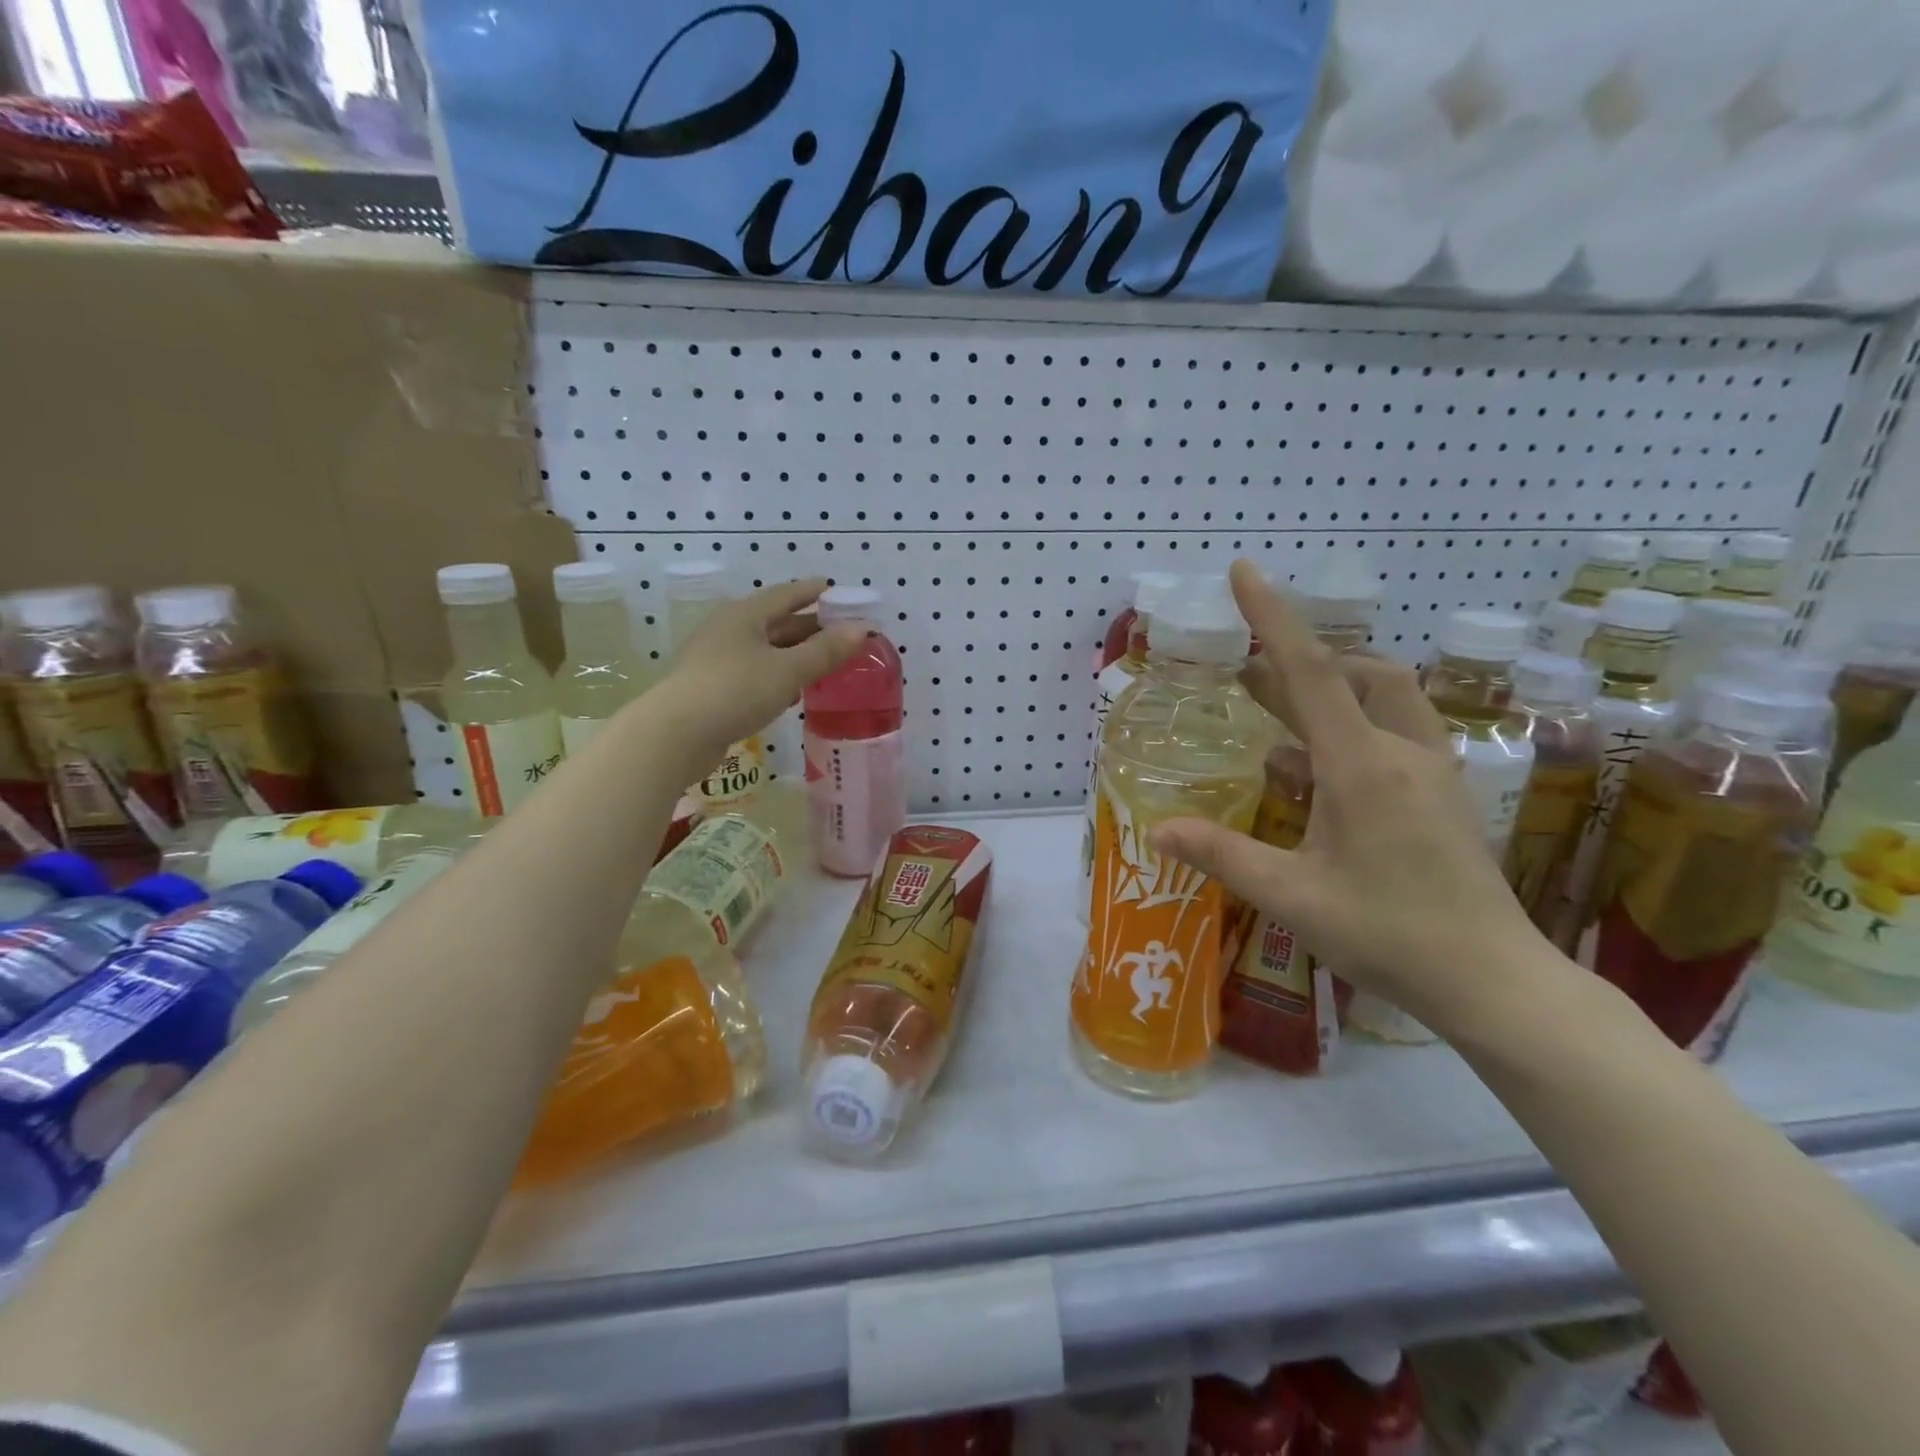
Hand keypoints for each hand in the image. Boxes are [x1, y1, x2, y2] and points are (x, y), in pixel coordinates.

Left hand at [660, 578, 863, 760]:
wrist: (676, 735)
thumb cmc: (736, 691)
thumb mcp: (788, 670)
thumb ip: (826, 651)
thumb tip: (862, 629)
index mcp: (745, 615)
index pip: (786, 594)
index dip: (812, 592)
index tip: (836, 590)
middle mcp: (728, 630)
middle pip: (776, 622)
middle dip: (809, 627)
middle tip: (842, 633)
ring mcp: (716, 660)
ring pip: (765, 650)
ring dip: (795, 654)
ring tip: (825, 662)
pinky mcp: (712, 689)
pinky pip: (754, 673)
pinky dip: (778, 676)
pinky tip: (793, 691)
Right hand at [1151, 560, 1554, 1038]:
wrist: (1494, 981)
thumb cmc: (1388, 934)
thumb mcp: (1291, 895)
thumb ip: (1222, 854)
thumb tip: (1158, 828)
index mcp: (1361, 765)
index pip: (1308, 671)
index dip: (1273, 616)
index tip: (1245, 571)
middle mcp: (1401, 751)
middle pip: (1351, 673)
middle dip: (1295, 661)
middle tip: (1244, 674)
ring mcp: (1431, 770)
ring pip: (1382, 697)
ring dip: (1329, 689)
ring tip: (1275, 714)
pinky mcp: (1443, 793)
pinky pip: (1395, 731)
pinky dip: (1349, 727)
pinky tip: (1312, 770)